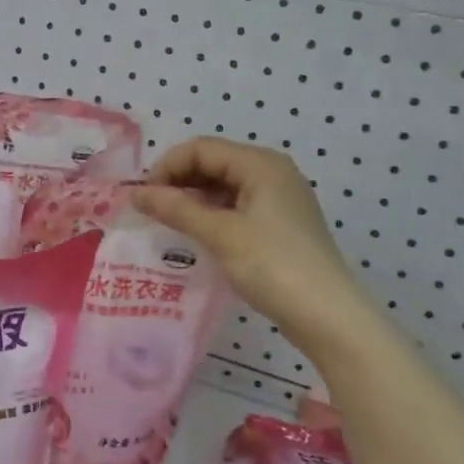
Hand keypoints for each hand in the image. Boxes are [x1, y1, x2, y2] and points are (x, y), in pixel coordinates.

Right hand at [133, 138, 365, 358]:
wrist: (327, 314)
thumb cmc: (272, 265)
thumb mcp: (219, 234)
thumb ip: (176, 209)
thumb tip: (135, 193)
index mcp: (260, 163)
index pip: (202, 148)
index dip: (167, 167)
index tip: (142, 196)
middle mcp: (272, 172)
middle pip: (214, 162)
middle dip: (179, 180)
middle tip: (150, 209)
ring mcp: (280, 198)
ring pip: (225, 185)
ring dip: (194, 197)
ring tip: (168, 221)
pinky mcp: (281, 223)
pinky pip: (238, 205)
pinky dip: (213, 212)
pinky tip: (196, 232)